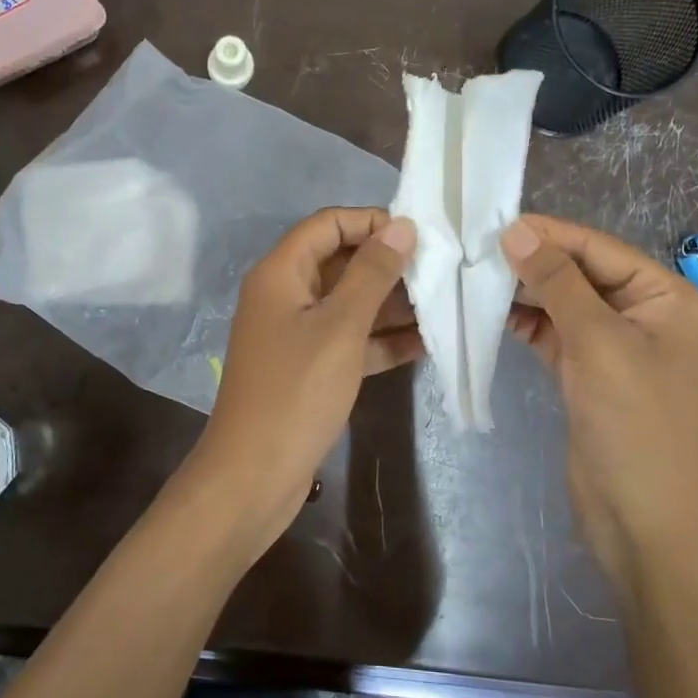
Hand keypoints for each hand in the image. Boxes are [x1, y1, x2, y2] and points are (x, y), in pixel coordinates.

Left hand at [185, 208, 420, 551]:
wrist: (253, 476)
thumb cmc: (296, 391)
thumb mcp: (340, 326)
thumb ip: (372, 273)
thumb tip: (401, 226)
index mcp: (281, 273)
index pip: (327, 225)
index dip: (370, 221)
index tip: (418, 233)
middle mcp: (285, 296)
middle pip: (340, 262)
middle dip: (388, 264)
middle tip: (440, 270)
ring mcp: (296, 334)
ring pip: (349, 304)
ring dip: (391, 304)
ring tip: (444, 303)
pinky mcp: (309, 368)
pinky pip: (350, 341)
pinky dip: (382, 340)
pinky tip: (426, 344)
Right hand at [502, 214, 697, 591]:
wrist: (644, 521)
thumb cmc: (634, 423)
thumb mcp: (598, 342)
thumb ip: (557, 282)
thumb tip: (516, 230)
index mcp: (666, 298)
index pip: (600, 249)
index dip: (550, 234)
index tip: (494, 222)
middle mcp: (644, 314)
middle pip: (581, 273)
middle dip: (533, 261)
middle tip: (476, 249)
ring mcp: (615, 346)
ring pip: (564, 303)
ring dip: (525, 291)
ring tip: (475, 275)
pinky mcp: (589, 374)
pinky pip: (555, 334)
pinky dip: (527, 323)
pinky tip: (491, 312)